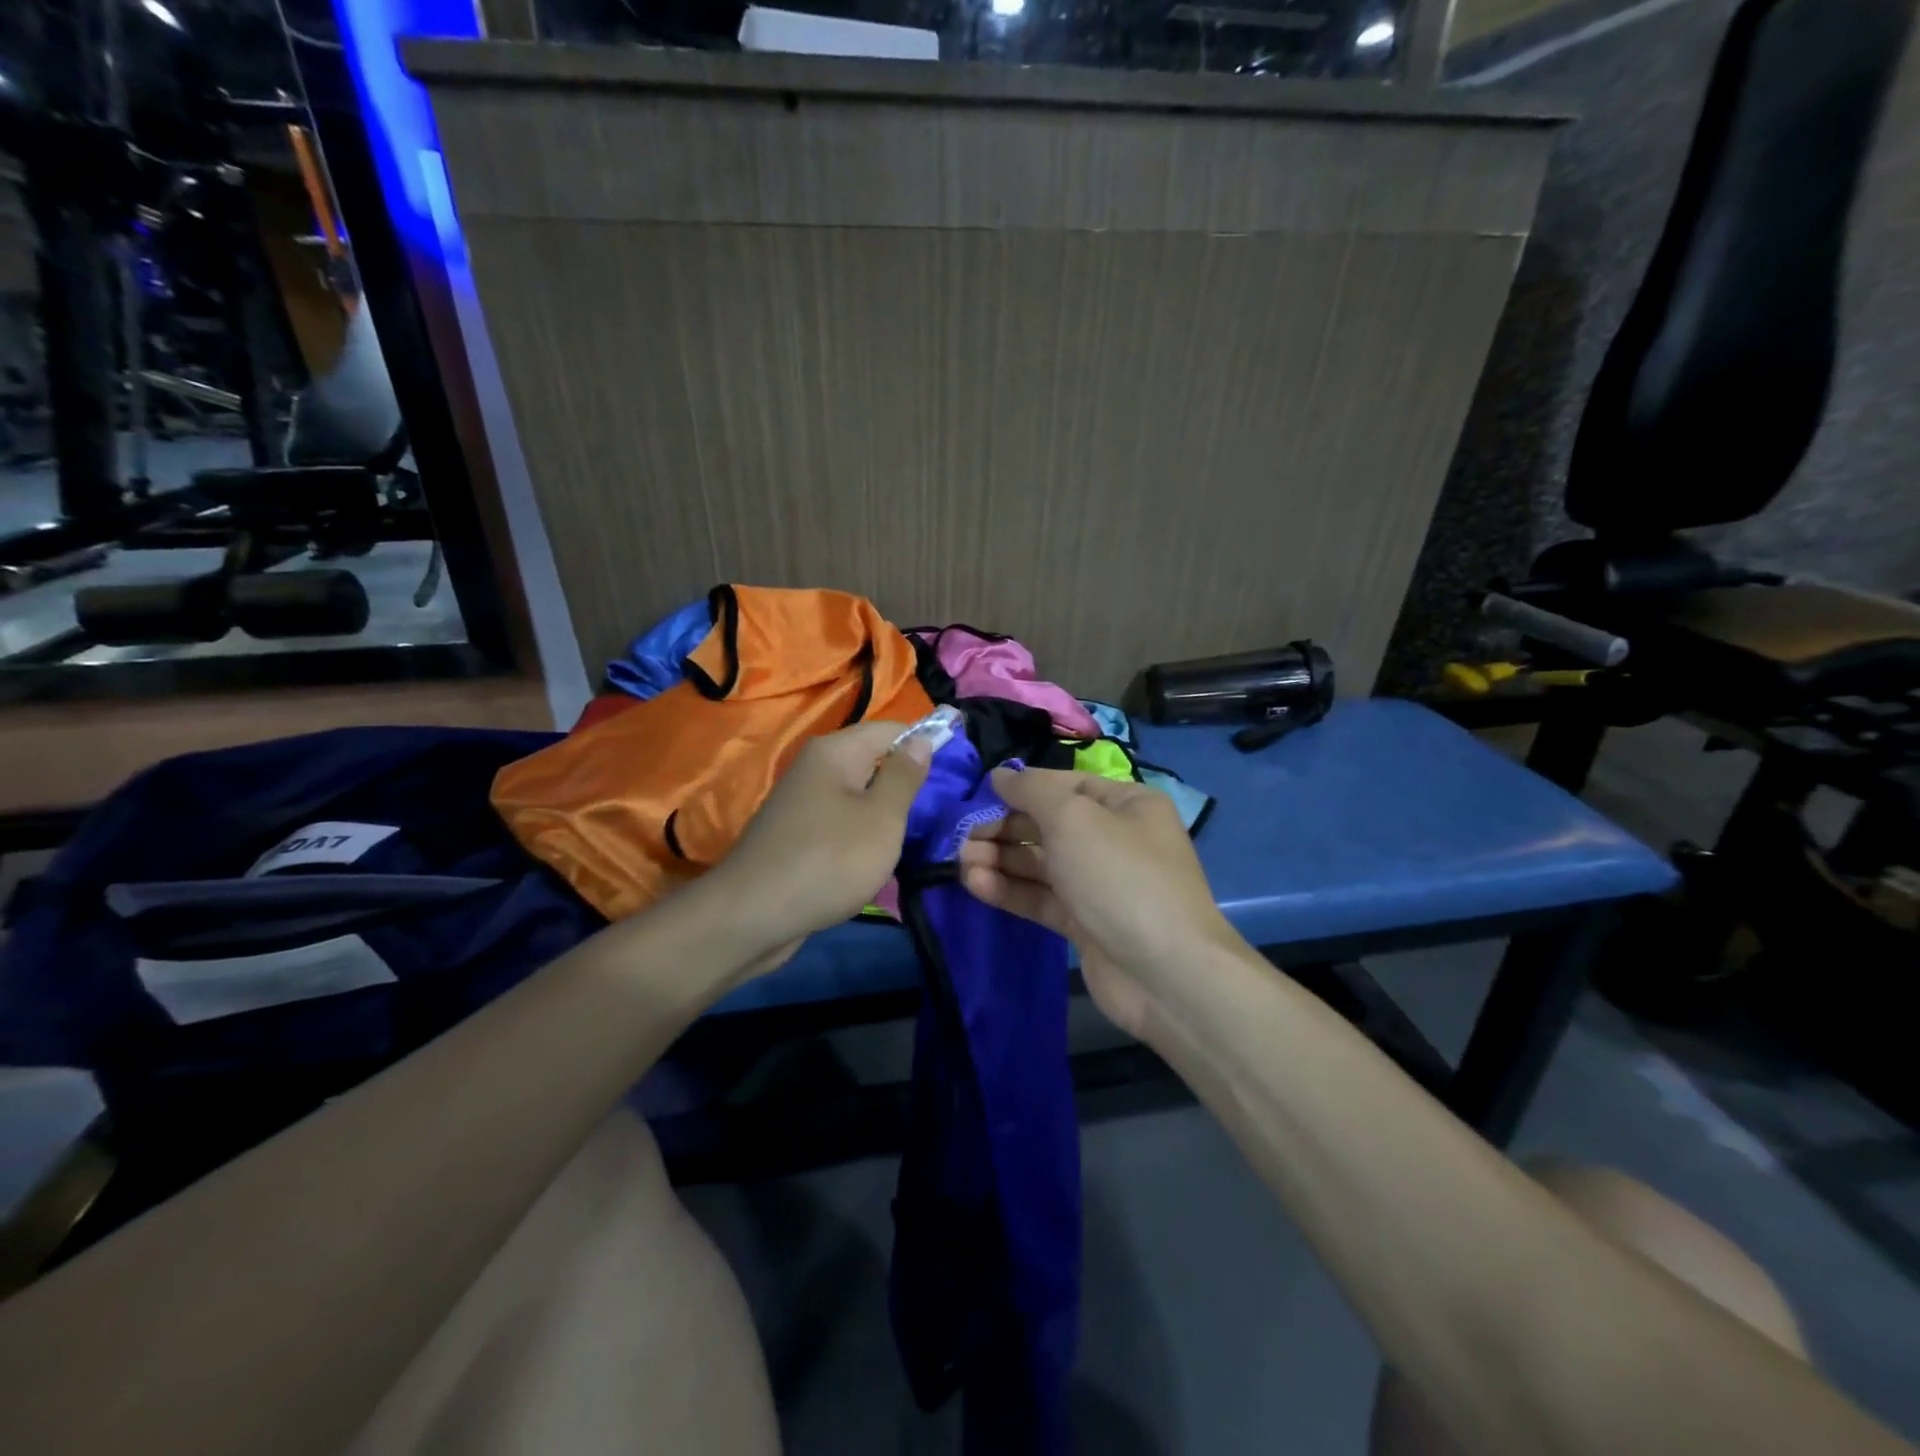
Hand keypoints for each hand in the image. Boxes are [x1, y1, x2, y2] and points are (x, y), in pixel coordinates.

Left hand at [701, 720, 932, 976]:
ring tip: (917, 834)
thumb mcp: (882, 818)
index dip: (926, 744)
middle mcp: (815, 766)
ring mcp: (802, 800)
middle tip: (942, 810)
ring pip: (859, 794)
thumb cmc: (829, 861)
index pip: (893, 729)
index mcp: (836, 751)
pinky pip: (841, 820)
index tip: (958, 772)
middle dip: (907, 782)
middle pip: (874, 760)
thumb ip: (904, 776)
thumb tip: (922, 738)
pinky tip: (878, 856)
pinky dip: (862, 833)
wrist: (752, 916)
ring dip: (886, 812)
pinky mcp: (796, 833)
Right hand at [958, 768, 1236, 1035]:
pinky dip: (1009, 890)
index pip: (1064, 785)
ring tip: (961, 862)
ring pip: (1040, 863)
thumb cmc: (1119, 876)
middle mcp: (1114, 839)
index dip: (1021, 788)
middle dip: (1004, 828)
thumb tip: (1001, 776)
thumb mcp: (1073, 818)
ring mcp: (1099, 884)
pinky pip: (1041, 897)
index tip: (978, 795)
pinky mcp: (1084, 923)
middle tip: (963, 837)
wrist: (1164, 973)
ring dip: (1000, 860)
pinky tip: (975, 885)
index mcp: (1125, 804)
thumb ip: (1031, 791)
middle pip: (1048, 825)